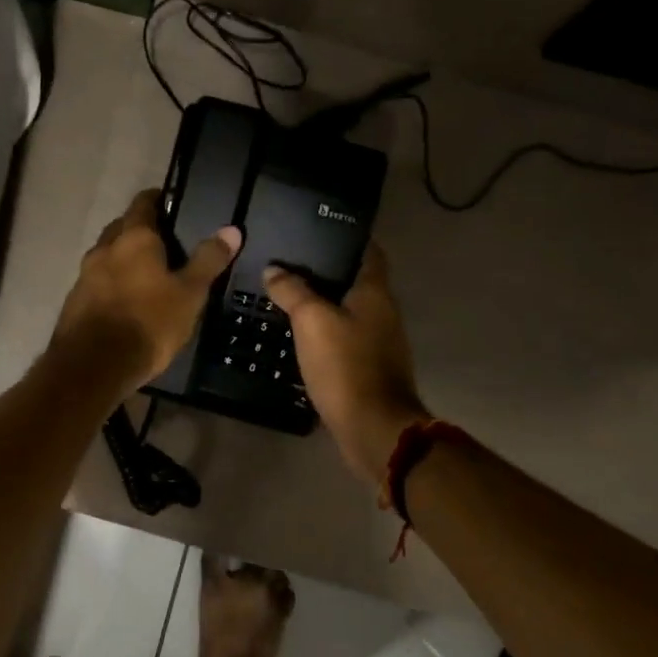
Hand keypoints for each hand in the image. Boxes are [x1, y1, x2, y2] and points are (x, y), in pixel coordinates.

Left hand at [52, 188, 242, 392]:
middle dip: (141, 230)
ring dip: (124, 259)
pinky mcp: (75, 301)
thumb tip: (231, 230)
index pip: (144, 202)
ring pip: (108, 255)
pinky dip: (112, 283)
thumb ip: (208, 260)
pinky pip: (97, 282)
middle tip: (166, 244)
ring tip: (148, 274)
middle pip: (122, 227)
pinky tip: (126, 302)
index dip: (159, 200)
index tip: (174, 205)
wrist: (94, 366)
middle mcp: (104, 248)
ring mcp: (84, 275)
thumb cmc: (148, 323)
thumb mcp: (189, 294)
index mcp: (134, 238)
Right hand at [264, 243, 428, 483]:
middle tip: (289, 264)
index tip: (317, 229)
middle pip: (356, 281)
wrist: (372, 427)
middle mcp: (383, 312)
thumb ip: (293, 291)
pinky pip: (344, 340)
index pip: (369, 251)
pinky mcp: (368, 369)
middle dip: (327, 272)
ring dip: (324, 305)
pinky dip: (325, 333)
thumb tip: (274, 270)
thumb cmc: (345, 365)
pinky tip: (299, 336)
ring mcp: (379, 343)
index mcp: (375, 293)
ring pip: (348, 312)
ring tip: (287, 297)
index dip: (347, 237)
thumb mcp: (312, 321)